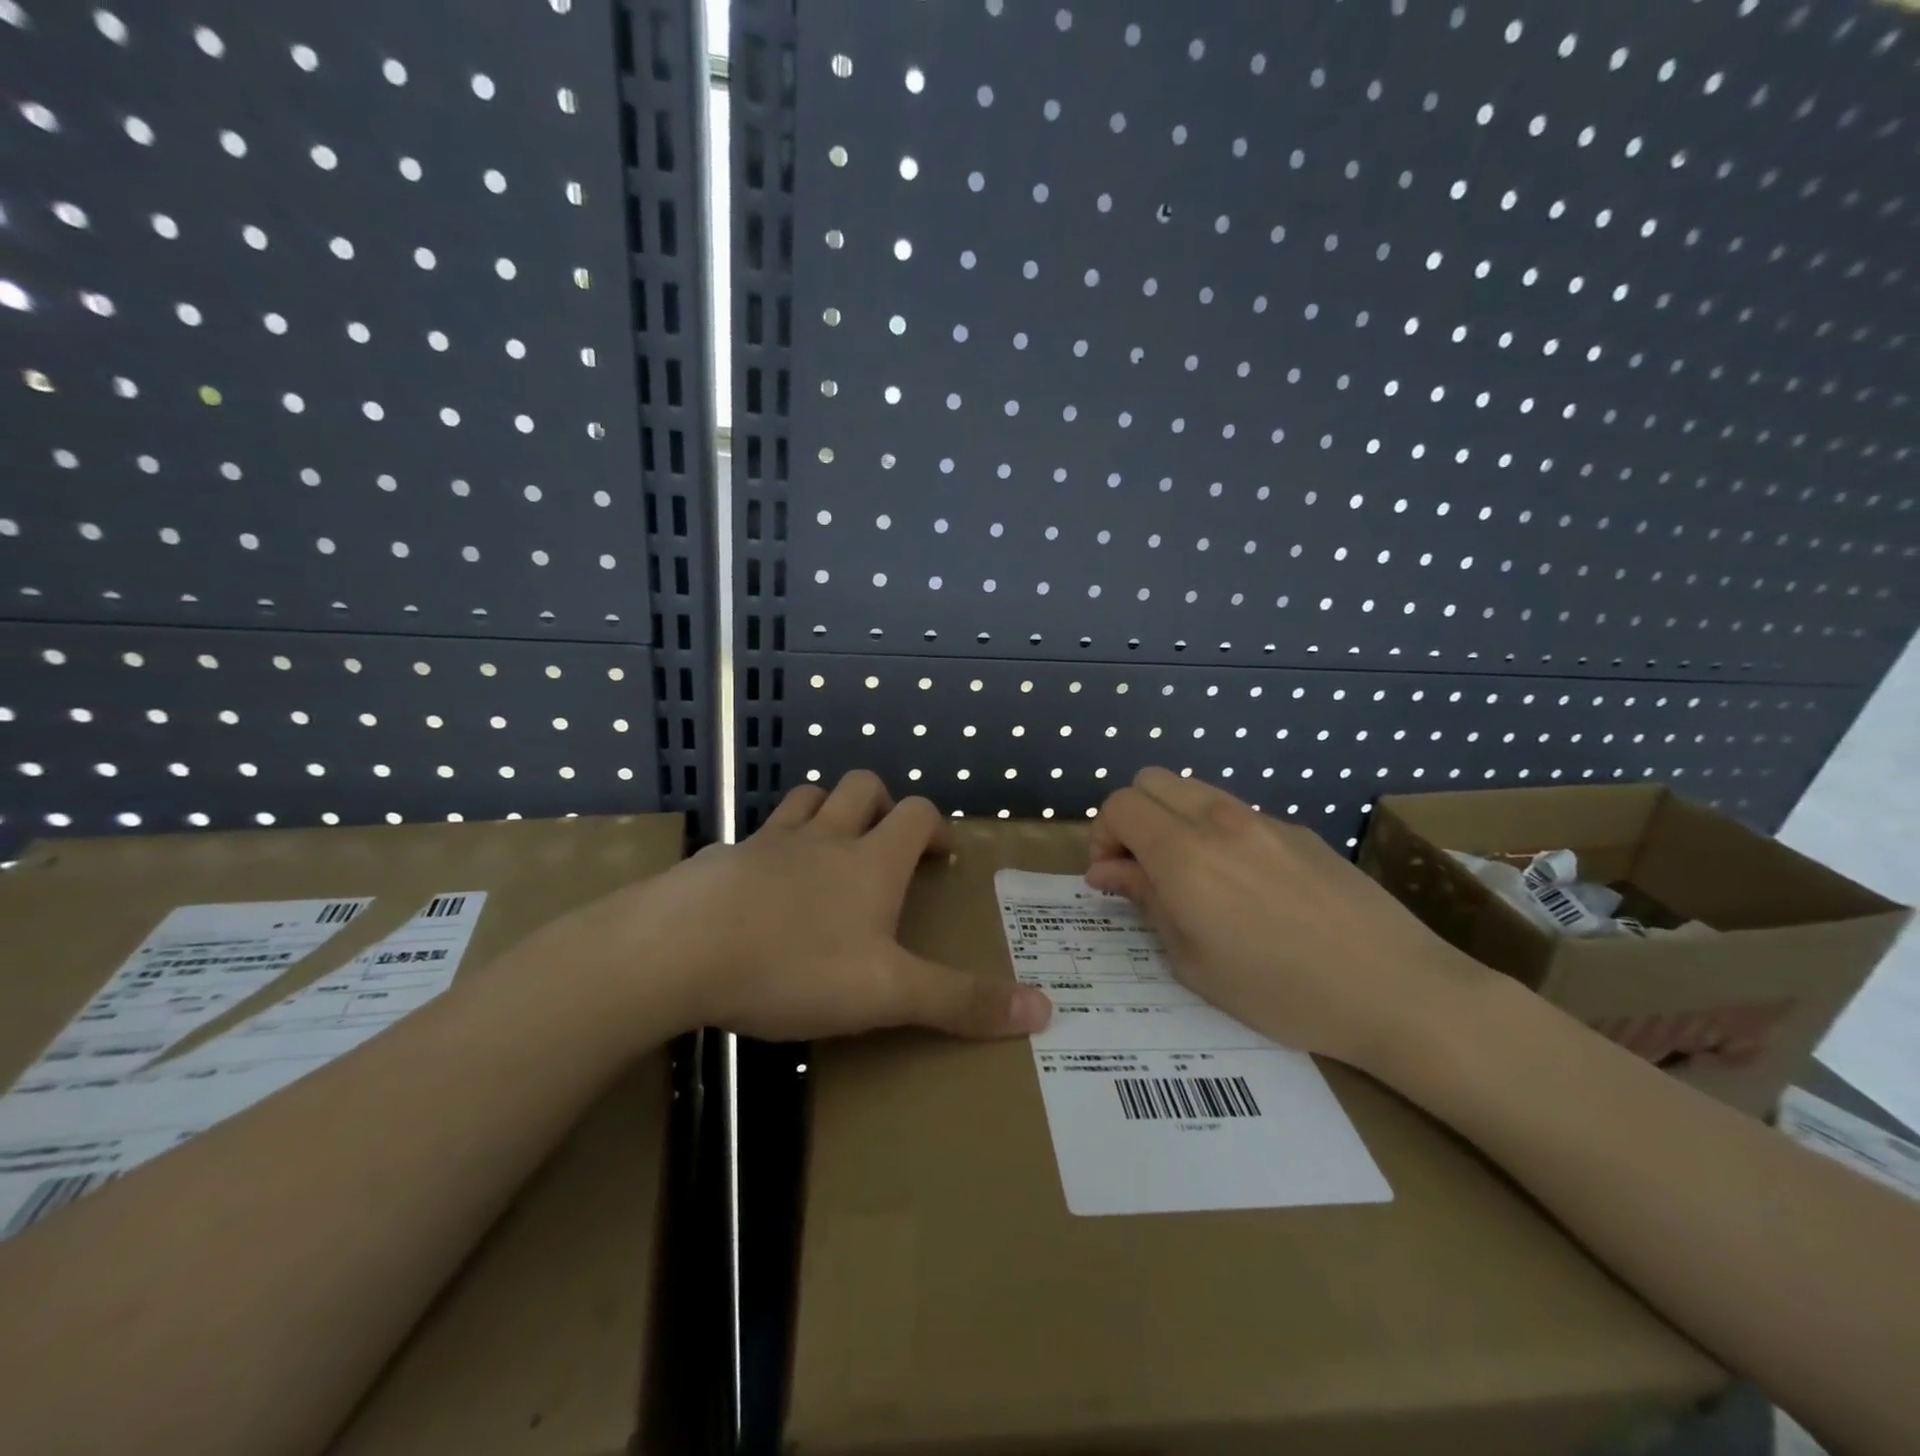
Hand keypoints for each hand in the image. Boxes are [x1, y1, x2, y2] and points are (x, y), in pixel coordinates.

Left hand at [546, 772, 1051, 1042]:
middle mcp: (824, 837)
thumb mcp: (887, 993)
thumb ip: (961, 1002)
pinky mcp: (721, 859)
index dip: (934, 826)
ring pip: (806, 798)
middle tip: (887, 841)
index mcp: (870, 861)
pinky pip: (754, 836)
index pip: (915, 815)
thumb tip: (1045, 1011)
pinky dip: (770, 846)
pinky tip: (760, 884)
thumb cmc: (794, 966)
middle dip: (882, 803)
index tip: (940, 853)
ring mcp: (767, 842)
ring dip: (826, 810)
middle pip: (861, 787)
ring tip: (830, 846)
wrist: (679, 952)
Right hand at [1086, 768, 1485, 1072]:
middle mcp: (1218, 820)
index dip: (1101, 836)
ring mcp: (1263, 819)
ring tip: (1189, 875)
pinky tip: (1244, 885)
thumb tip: (1108, 872)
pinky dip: (1214, 831)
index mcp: (1184, 853)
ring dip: (1171, 819)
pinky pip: (1235, 812)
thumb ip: (1145, 902)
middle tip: (1140, 869)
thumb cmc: (1280, 991)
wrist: (1395, 989)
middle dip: (1130, 817)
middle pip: (1150, 780)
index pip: (1119, 804)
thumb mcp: (1193, 961)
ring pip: (1193, 789)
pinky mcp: (1298, 830)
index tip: (1110, 878)